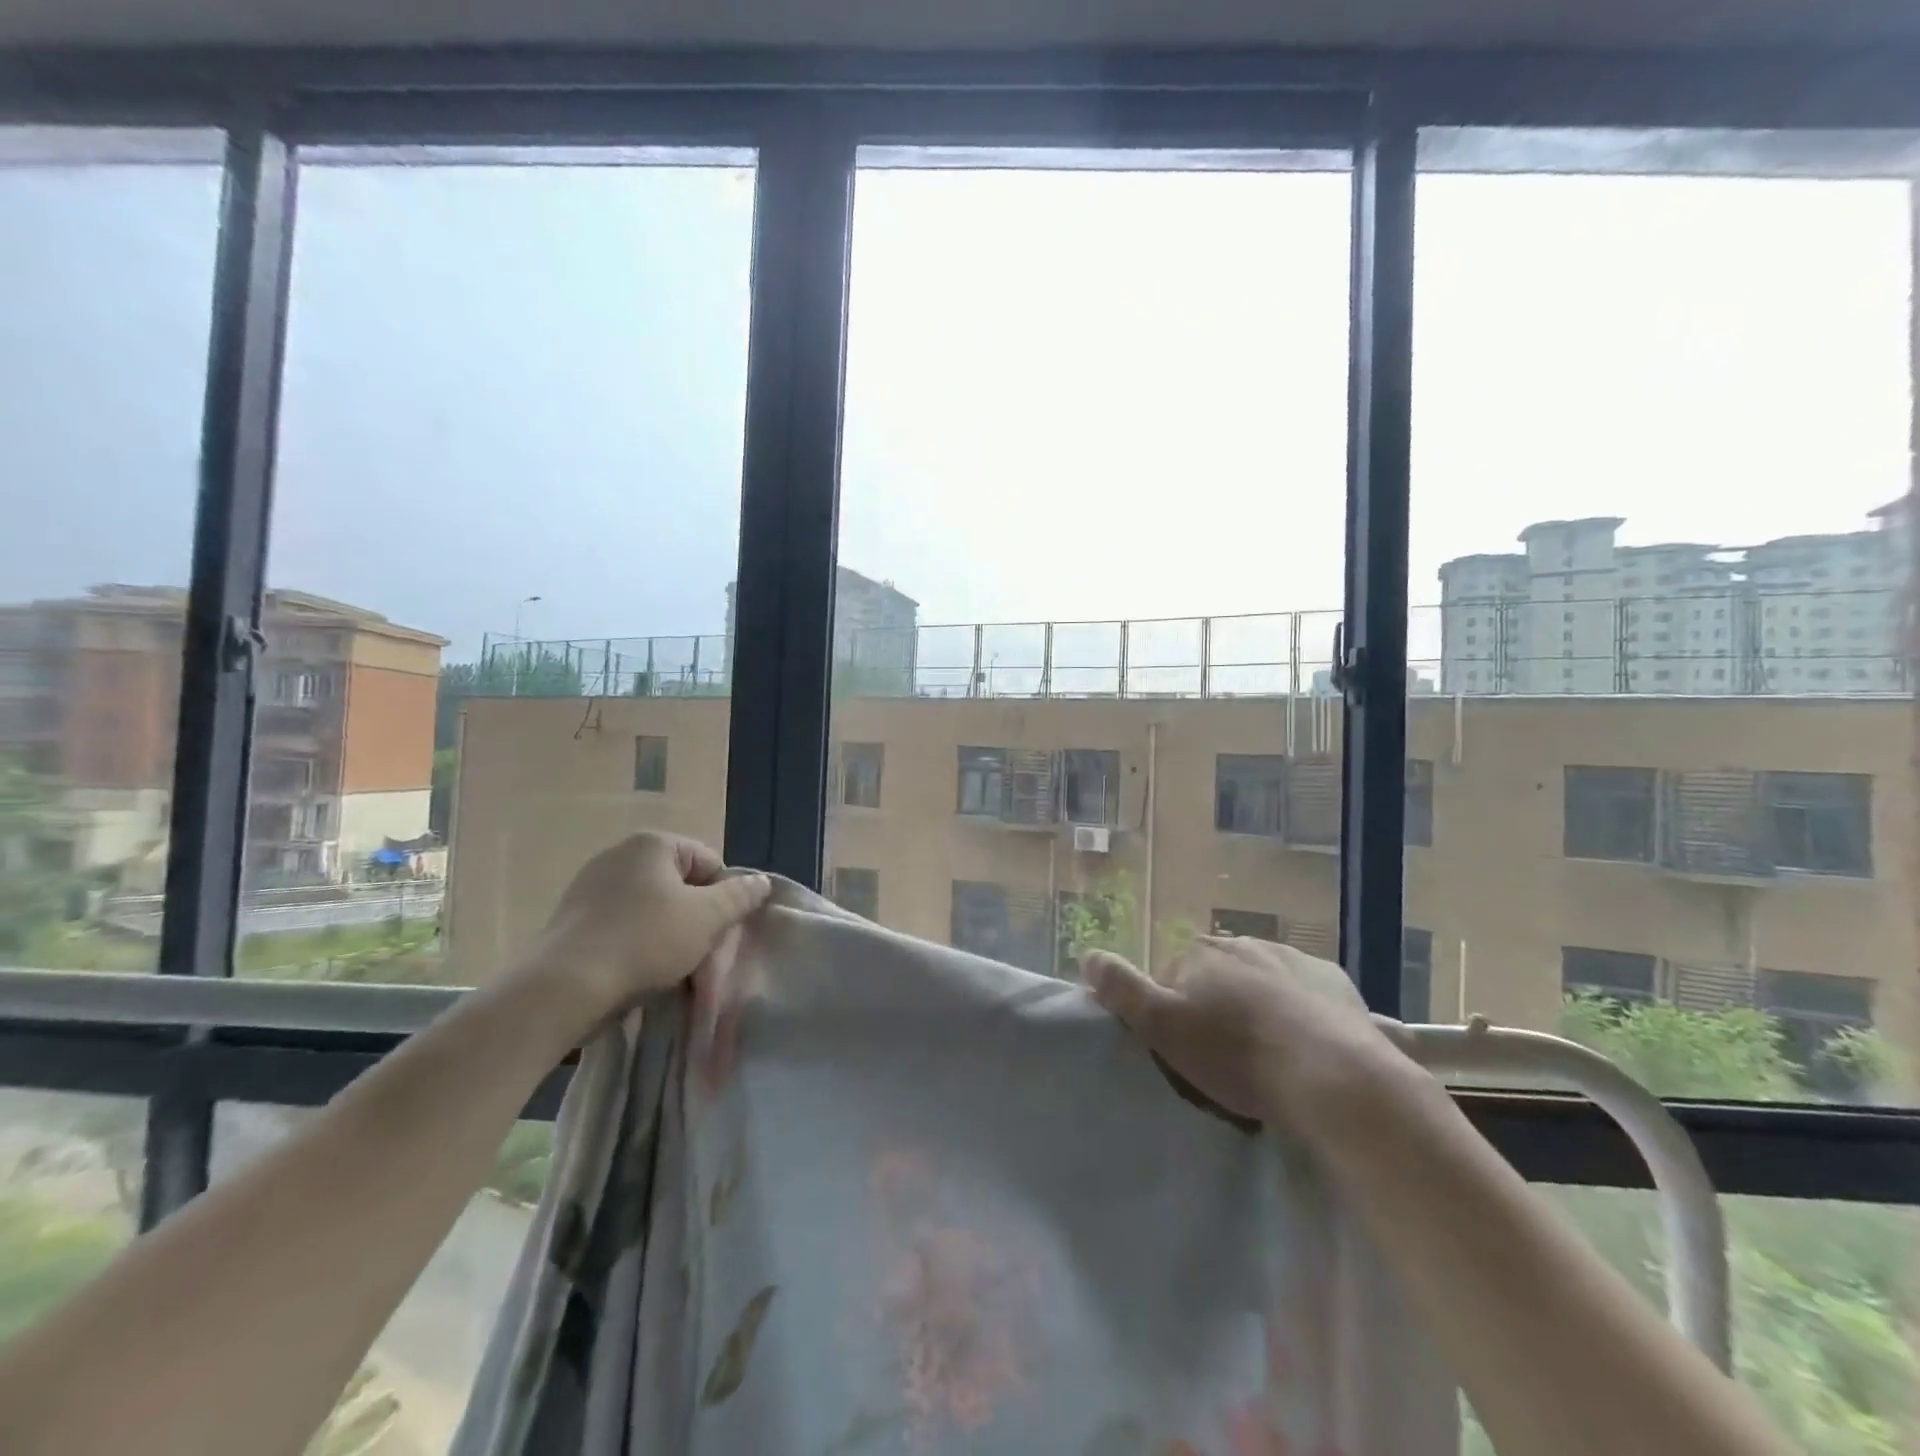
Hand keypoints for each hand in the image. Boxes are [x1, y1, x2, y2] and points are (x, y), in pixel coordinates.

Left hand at [525, 833, 771, 1025]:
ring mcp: (589, 884)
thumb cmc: (645, 942)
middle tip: (697, 953)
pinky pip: (619, 924)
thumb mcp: (707, 918)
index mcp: (652, 843)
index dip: (722, 897)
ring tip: (665, 968)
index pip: (709, 862)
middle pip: (678, 884)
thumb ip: (739, 896)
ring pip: (649, 907)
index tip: (717, 931)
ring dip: (665, 932)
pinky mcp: (570, 917)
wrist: (564, 988)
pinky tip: (633, 971)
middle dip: (693, 916)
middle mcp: (619, 853)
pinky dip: (633, 943)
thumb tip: (761, 882)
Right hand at [1083, 936, 1413, 1130]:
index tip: (1185, 1051)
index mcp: (1200, 952)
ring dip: (1257, 1006)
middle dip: (1217, 1005)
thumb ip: (1121, 989)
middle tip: (1226, 1057)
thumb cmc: (1237, 1055)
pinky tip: (1305, 1047)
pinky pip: (1304, 993)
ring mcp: (1293, 959)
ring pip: (1261, 981)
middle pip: (1217, 975)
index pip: (1171, 976)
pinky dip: (1299, 1012)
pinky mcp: (1334, 982)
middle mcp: (1243, 943)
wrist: (1332, 1077)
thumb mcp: (1163, 1028)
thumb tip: (1087, 955)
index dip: (1173, 1012)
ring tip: (1268, 1056)